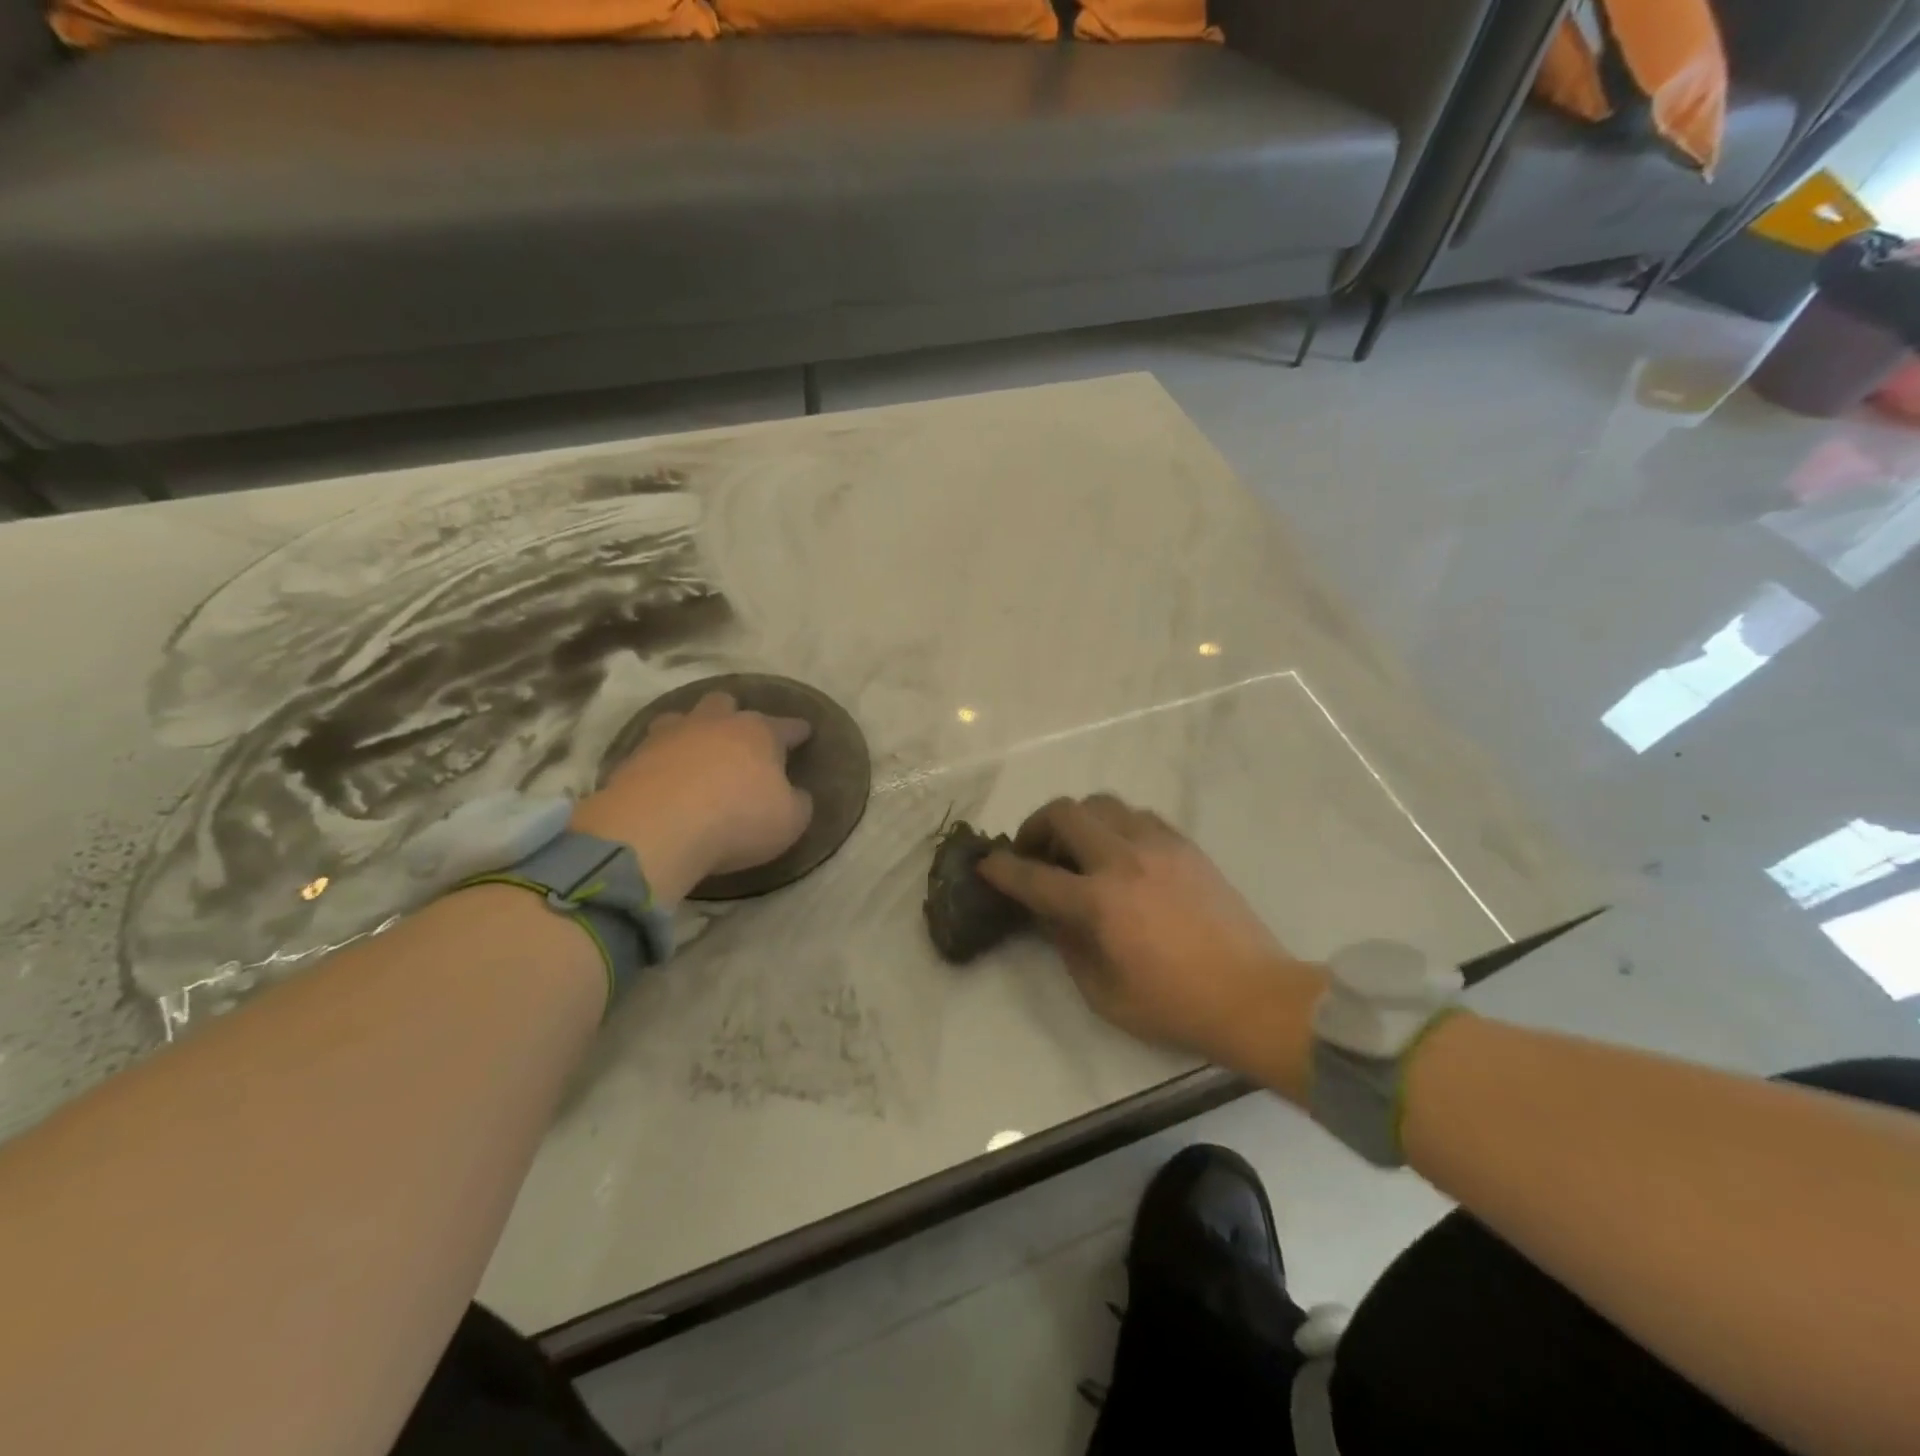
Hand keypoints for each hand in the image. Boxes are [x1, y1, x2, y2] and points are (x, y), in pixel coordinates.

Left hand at [571, 691, 812, 905]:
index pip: (786, 726)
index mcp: (758, 733)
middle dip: (734, 716)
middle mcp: (714, 723)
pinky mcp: (633, 758)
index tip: (805, 731)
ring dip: (692, 732)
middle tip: (739, 737)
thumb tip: (796, 794)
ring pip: (682, 719)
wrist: (656, 829)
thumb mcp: (789, 821)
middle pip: (725, 704)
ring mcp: (669, 736)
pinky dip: (662, 761)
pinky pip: (652, 751)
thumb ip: (797, 803)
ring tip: (696, 751)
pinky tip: (665, 777)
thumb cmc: (737, 820)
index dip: (798, 730)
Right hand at [980, 795, 1324, 1082]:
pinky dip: (1116, 825)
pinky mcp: (1185, 845)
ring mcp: (1159, 845)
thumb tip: (1050, 912)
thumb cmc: (1173, 1005)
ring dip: (1079, 821)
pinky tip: (1120, 854)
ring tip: (1078, 849)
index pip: (1034, 876)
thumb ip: (1067, 944)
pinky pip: (1138, 815)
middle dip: (1036, 826)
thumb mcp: (1103, 992)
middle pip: (1065, 812)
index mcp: (1100, 902)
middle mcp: (1124, 860)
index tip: (987, 864)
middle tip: (1035, 852)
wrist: (1253, 995)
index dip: (1002, 869)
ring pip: (1103, 803)